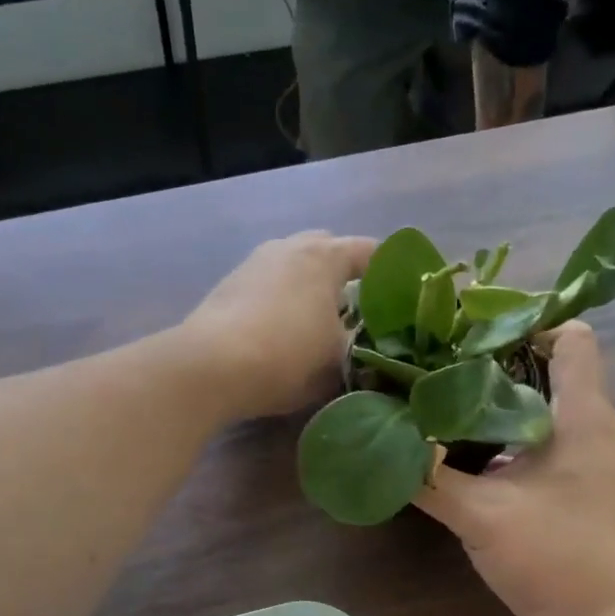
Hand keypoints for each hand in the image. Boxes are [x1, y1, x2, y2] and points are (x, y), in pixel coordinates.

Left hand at [182, 231, 374, 419]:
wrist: (209, 367)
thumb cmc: (286, 357)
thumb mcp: (338, 362)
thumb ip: (361, 351)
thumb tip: (369, 351)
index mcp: (324, 256)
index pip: (371, 252)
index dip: (393, 273)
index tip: (405, 297)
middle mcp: (288, 247)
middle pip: (328, 252)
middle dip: (347, 276)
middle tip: (361, 310)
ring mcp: (254, 263)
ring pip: (294, 268)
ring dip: (310, 288)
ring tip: (320, 322)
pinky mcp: (228, 286)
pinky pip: (270, 285)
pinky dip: (283, 300)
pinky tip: (283, 331)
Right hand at [416, 323, 614, 615]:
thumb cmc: (556, 557)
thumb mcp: (481, 515)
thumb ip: (429, 477)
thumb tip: (383, 443)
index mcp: (583, 415)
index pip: (571, 337)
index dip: (525, 323)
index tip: (469, 332)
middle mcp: (594, 427)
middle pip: (550, 368)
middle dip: (496, 362)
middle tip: (440, 365)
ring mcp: (591, 459)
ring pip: (544, 407)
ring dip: (499, 402)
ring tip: (444, 402)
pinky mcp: (581, 488)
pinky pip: (544, 441)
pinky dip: (508, 437)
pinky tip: (467, 453)